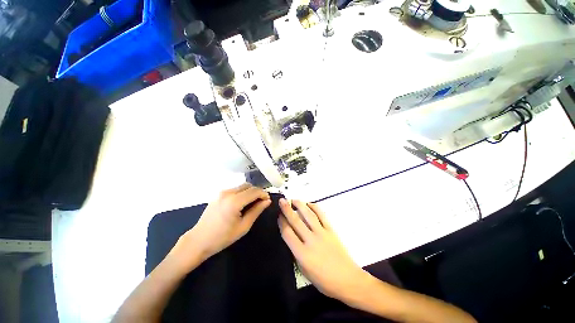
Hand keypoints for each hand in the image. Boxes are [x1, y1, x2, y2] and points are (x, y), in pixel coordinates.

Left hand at [171, 183, 270, 270]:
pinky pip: (235, 189)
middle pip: (248, 186)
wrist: (198, 241)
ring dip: (250, 192)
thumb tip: (267, 201)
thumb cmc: (222, 237)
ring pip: (242, 186)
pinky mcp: (218, 194)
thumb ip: (257, 211)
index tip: (268, 200)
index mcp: (234, 201)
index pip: (254, 191)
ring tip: (253, 202)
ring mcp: (222, 192)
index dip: (263, 194)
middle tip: (262, 201)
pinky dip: (242, 193)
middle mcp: (228, 193)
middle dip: (257, 191)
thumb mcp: (244, 226)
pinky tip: (243, 203)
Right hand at [278, 199, 369, 300]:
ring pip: (309, 215)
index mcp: (302, 253)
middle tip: (282, 201)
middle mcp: (311, 240)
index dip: (282, 222)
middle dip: (287, 209)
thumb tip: (291, 239)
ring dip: (300, 205)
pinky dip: (315, 207)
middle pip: (296, 221)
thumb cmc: (324, 281)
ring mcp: (322, 233)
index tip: (279, 215)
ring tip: (294, 199)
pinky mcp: (331, 230)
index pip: (288, 233)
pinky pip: (322, 215)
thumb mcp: (304, 271)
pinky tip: (309, 203)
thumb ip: (296, 254)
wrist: (348, 279)